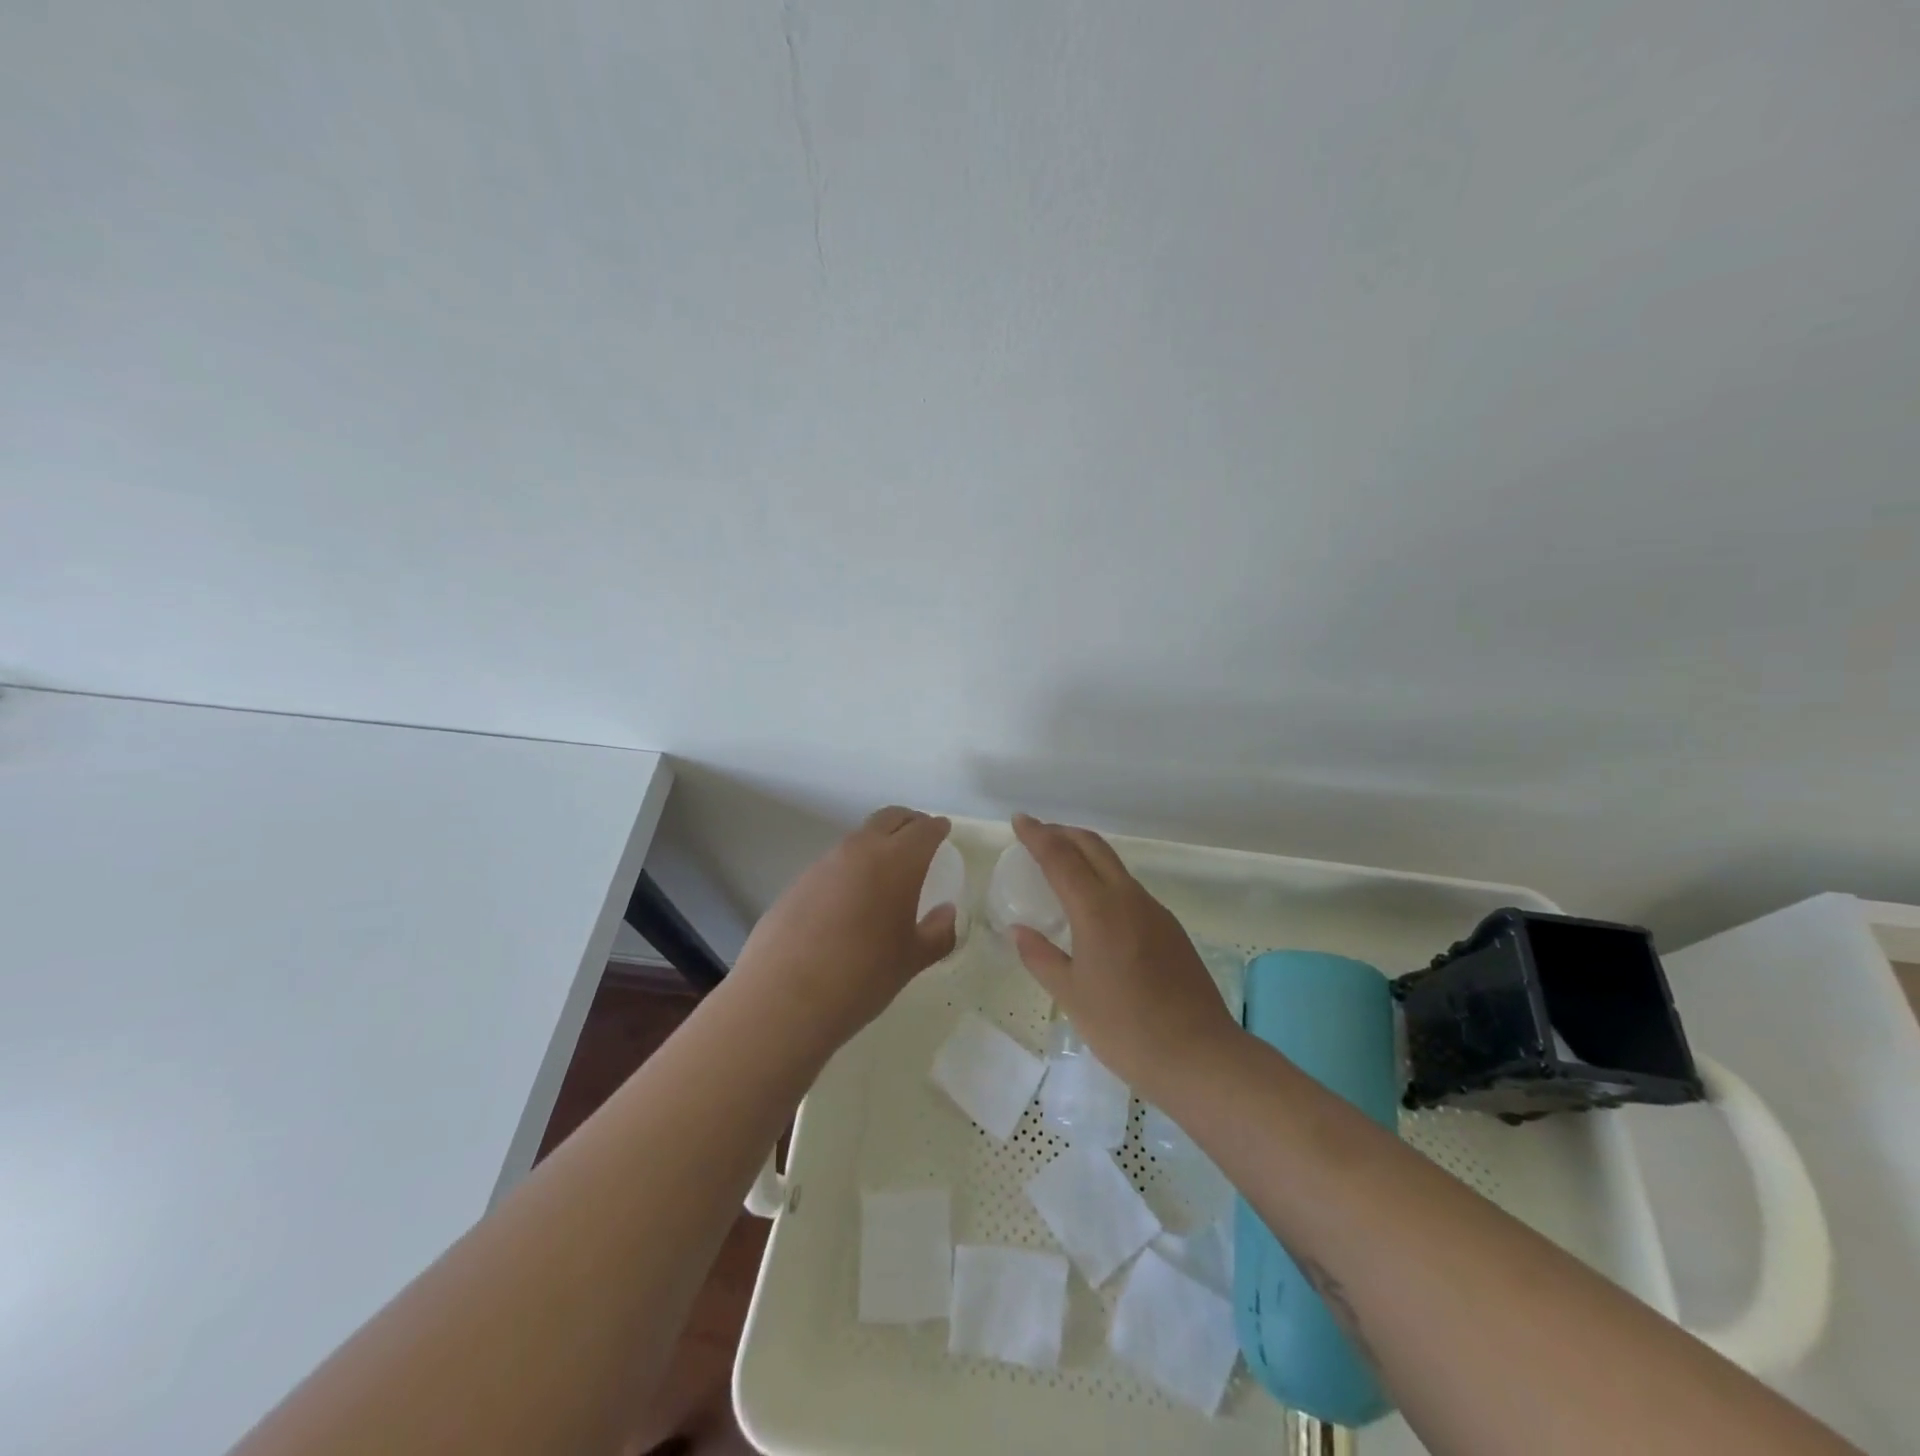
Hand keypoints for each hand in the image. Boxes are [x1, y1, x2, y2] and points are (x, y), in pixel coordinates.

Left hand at [732, 806, 957, 1048]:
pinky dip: (850, 869)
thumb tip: (946, 913)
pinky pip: (833, 864)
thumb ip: (938, 933)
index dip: (937, 828)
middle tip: (920, 836)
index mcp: (897, 862)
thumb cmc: (862, 976)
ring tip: (886, 872)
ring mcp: (823, 864)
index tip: (943, 830)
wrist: (783, 997)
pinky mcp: (797, 882)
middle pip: (888, 819)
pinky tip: (849, 900)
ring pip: (858, 839)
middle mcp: (859, 850)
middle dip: (908, 822)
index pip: (923, 830)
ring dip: (876, 844)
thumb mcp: (911, 960)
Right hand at [1008, 813, 1239, 1100]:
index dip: (1037, 835)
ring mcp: (1154, 911)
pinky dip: (1105, 878)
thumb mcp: (1071, 996)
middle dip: (1063, 833)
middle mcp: (1127, 899)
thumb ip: (1041, 957)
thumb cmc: (1125, 1028)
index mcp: (1097, 910)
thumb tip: (1018, 931)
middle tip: (1038, 835)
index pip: (1060, 857)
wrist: (1200, 1055)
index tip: (1019, 820)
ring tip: (1062, 866)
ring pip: (1114, 865)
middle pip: (1093, 847)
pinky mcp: (1170, 928)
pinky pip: (1130, 888)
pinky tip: (1095, 905)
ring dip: (1086, 854)